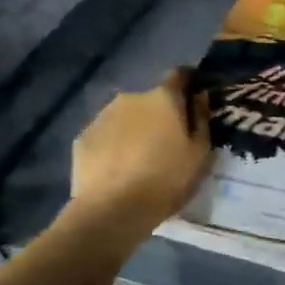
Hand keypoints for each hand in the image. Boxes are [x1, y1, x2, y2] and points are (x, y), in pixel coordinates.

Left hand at [70, 70, 211, 239]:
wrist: (113, 209)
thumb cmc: (166, 180)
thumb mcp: (200, 154)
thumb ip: (202, 119)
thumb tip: (200, 95)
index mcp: (163, 98)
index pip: (180, 75)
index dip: (189, 83)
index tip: (194, 99)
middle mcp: (131, 98)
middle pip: (151, 99)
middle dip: (159, 114)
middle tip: (167, 142)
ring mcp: (102, 116)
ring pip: (126, 116)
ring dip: (135, 129)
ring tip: (140, 159)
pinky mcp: (82, 137)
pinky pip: (105, 135)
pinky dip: (114, 145)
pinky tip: (118, 169)